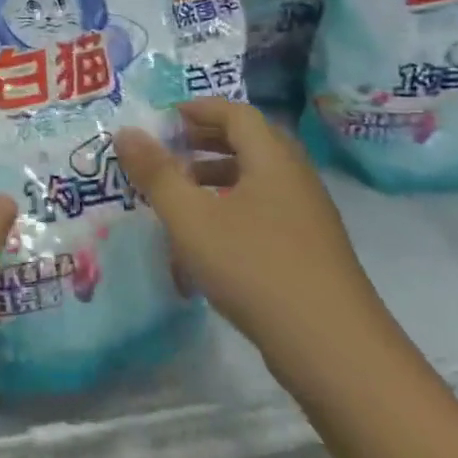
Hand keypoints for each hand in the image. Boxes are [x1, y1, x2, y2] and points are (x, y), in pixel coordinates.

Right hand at [115, 100, 396, 394]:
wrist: (332, 348)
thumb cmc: (254, 268)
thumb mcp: (192, 219)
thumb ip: (157, 174)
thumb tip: (126, 132)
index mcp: (272, 160)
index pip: (237, 114)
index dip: (200, 109)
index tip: (165, 117)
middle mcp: (295, 179)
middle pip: (252, 142)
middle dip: (208, 139)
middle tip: (171, 148)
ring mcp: (308, 217)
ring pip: (259, 179)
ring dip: (220, 174)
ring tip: (183, 191)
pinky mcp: (310, 251)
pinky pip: (266, 209)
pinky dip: (234, 205)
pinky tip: (211, 237)